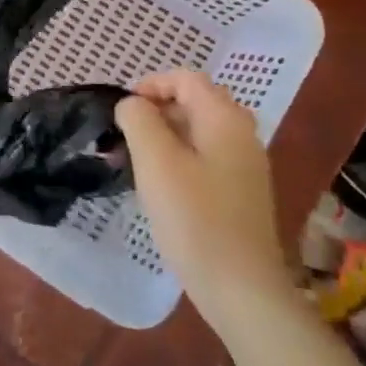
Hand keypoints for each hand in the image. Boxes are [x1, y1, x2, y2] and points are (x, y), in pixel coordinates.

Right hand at [116, 71, 291, 326]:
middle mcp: (241, 135)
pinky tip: (158, 186)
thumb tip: (132, 105)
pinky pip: (204, 158)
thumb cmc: (194, 217)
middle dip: (154, 111)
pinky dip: (177, 159)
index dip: (150, 85)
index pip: (186, 79)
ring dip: (162, 137)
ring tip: (133, 162)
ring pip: (196, 132)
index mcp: (225, 119)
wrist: (240, 287)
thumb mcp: (155, 160)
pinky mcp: (239, 192)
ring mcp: (244, 165)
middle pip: (193, 102)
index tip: (122, 112)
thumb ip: (138, 119)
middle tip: (124, 136)